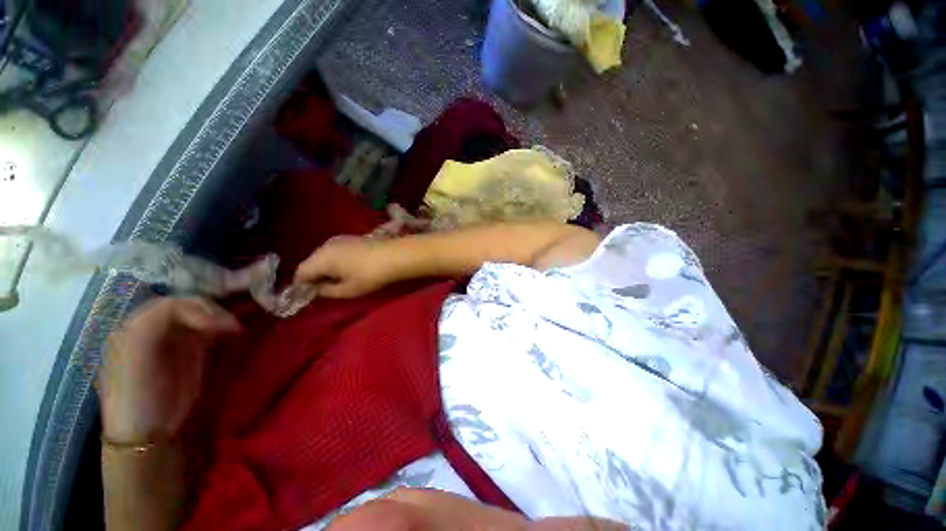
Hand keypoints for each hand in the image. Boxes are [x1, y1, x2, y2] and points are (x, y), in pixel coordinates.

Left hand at [98, 297, 240, 443]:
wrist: (149, 432)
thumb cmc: (137, 393)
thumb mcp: (136, 353)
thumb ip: (156, 322)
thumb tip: (201, 313)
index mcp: (136, 325)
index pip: (172, 302)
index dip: (198, 307)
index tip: (221, 324)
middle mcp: (157, 326)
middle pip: (190, 304)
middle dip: (214, 309)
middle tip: (233, 326)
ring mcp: (177, 338)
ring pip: (204, 313)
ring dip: (222, 316)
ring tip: (237, 329)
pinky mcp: (194, 349)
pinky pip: (211, 328)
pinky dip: (225, 326)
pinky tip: (234, 332)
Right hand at [294, 236, 394, 297]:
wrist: (394, 256)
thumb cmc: (370, 275)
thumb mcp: (347, 290)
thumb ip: (326, 291)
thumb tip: (317, 289)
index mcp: (321, 258)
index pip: (301, 272)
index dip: (302, 285)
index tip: (310, 295)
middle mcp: (326, 245)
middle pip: (311, 262)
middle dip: (313, 276)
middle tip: (324, 289)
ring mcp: (339, 239)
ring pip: (323, 255)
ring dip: (325, 268)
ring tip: (338, 280)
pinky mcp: (351, 238)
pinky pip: (335, 251)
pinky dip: (335, 261)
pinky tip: (348, 268)